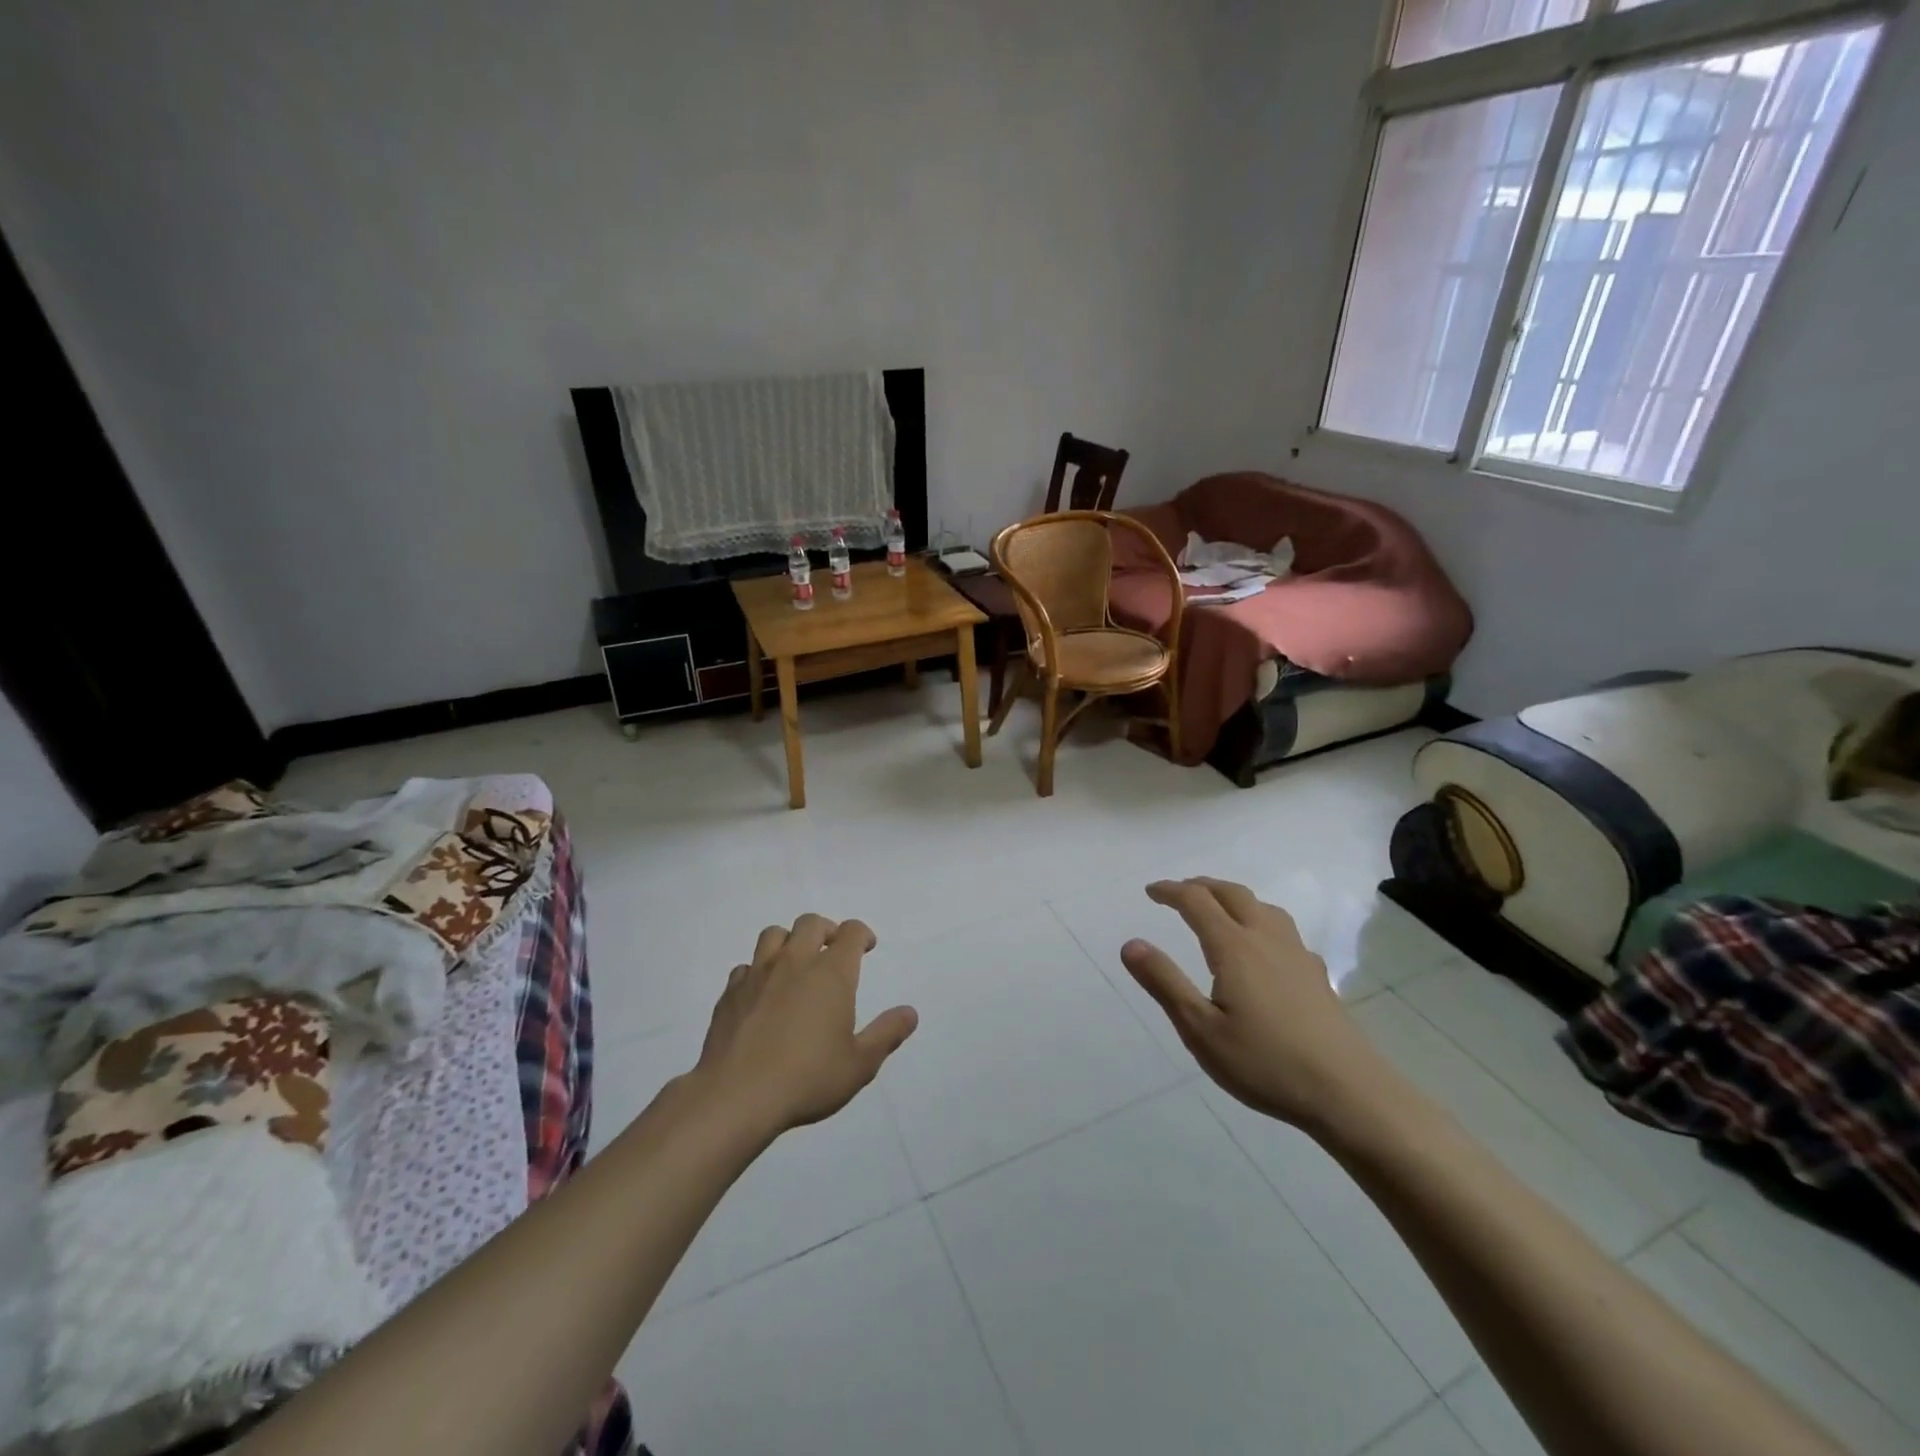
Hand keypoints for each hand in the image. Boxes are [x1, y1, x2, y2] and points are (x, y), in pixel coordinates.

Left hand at [692, 914, 918, 1134]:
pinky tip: (762, 993)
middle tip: (833, 950)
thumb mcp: (859, 1064)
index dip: (862, 934)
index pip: (851, 932)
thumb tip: (910, 1013)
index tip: (867, 947)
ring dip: (789, 941)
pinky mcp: (729, 993)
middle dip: (827, 930)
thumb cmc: (807, 1078)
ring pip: (774, 934)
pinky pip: (746, 966)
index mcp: (831, 973)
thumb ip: (886, 1034)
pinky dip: (758, 971)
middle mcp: (794, 962)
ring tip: (796, 962)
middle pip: (811, 923)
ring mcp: (758, 974)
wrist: (736, 1096)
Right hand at [1120, 878, 1383, 1128]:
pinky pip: (1282, 929)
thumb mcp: (1201, 1029)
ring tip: (1217, 908)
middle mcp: (1266, 939)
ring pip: (1262, 906)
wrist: (1349, 1093)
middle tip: (1178, 892)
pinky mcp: (1317, 975)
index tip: (1150, 891)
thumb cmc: (1265, 1063)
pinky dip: (1259, 920)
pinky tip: (1262, 947)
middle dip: (1201, 886)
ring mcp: (1296, 955)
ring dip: (1233, 897)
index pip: (1197, 901)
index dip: (1171, 891)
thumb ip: (1165, 983)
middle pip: (1232, 894)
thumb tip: (1131, 944)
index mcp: (1234, 947)